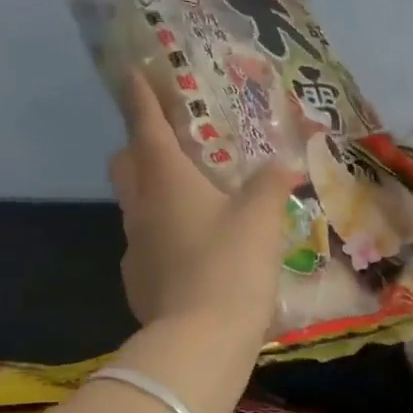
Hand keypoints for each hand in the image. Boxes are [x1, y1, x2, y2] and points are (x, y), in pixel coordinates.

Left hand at [108, 71, 301, 337]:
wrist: (201, 339)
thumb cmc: (232, 264)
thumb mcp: (263, 218)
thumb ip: (272, 184)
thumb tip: (286, 163)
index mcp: (167, 181)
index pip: (147, 126)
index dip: (142, 97)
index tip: (134, 73)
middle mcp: (141, 207)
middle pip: (126, 163)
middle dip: (140, 145)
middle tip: (171, 144)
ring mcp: (134, 247)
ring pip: (136, 206)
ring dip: (155, 194)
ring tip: (194, 202)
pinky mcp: (139, 281)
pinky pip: (147, 245)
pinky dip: (166, 237)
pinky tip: (195, 254)